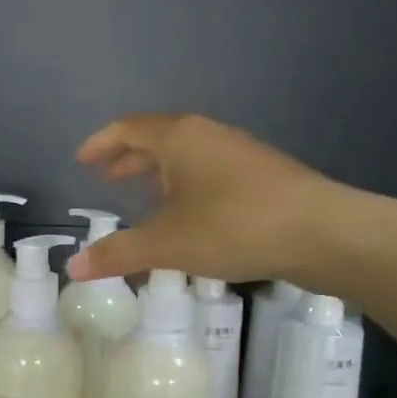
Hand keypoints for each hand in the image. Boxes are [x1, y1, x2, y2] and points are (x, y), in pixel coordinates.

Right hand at [65, 114, 336, 284]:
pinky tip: (188, 214)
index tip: (81, 161)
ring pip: (187, 155)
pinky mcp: (264, 176)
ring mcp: (240, 154)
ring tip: (141, 195)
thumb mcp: (166, 244)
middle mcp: (208, 135)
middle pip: (158, 138)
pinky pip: (209, 171)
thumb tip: (71, 268)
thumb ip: (117, 254)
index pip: (128, 128)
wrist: (325, 233)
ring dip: (158, 172)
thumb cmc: (233, 226)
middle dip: (128, 158)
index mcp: (180, 138)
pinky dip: (185, 185)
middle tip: (105, 178)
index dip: (101, 143)